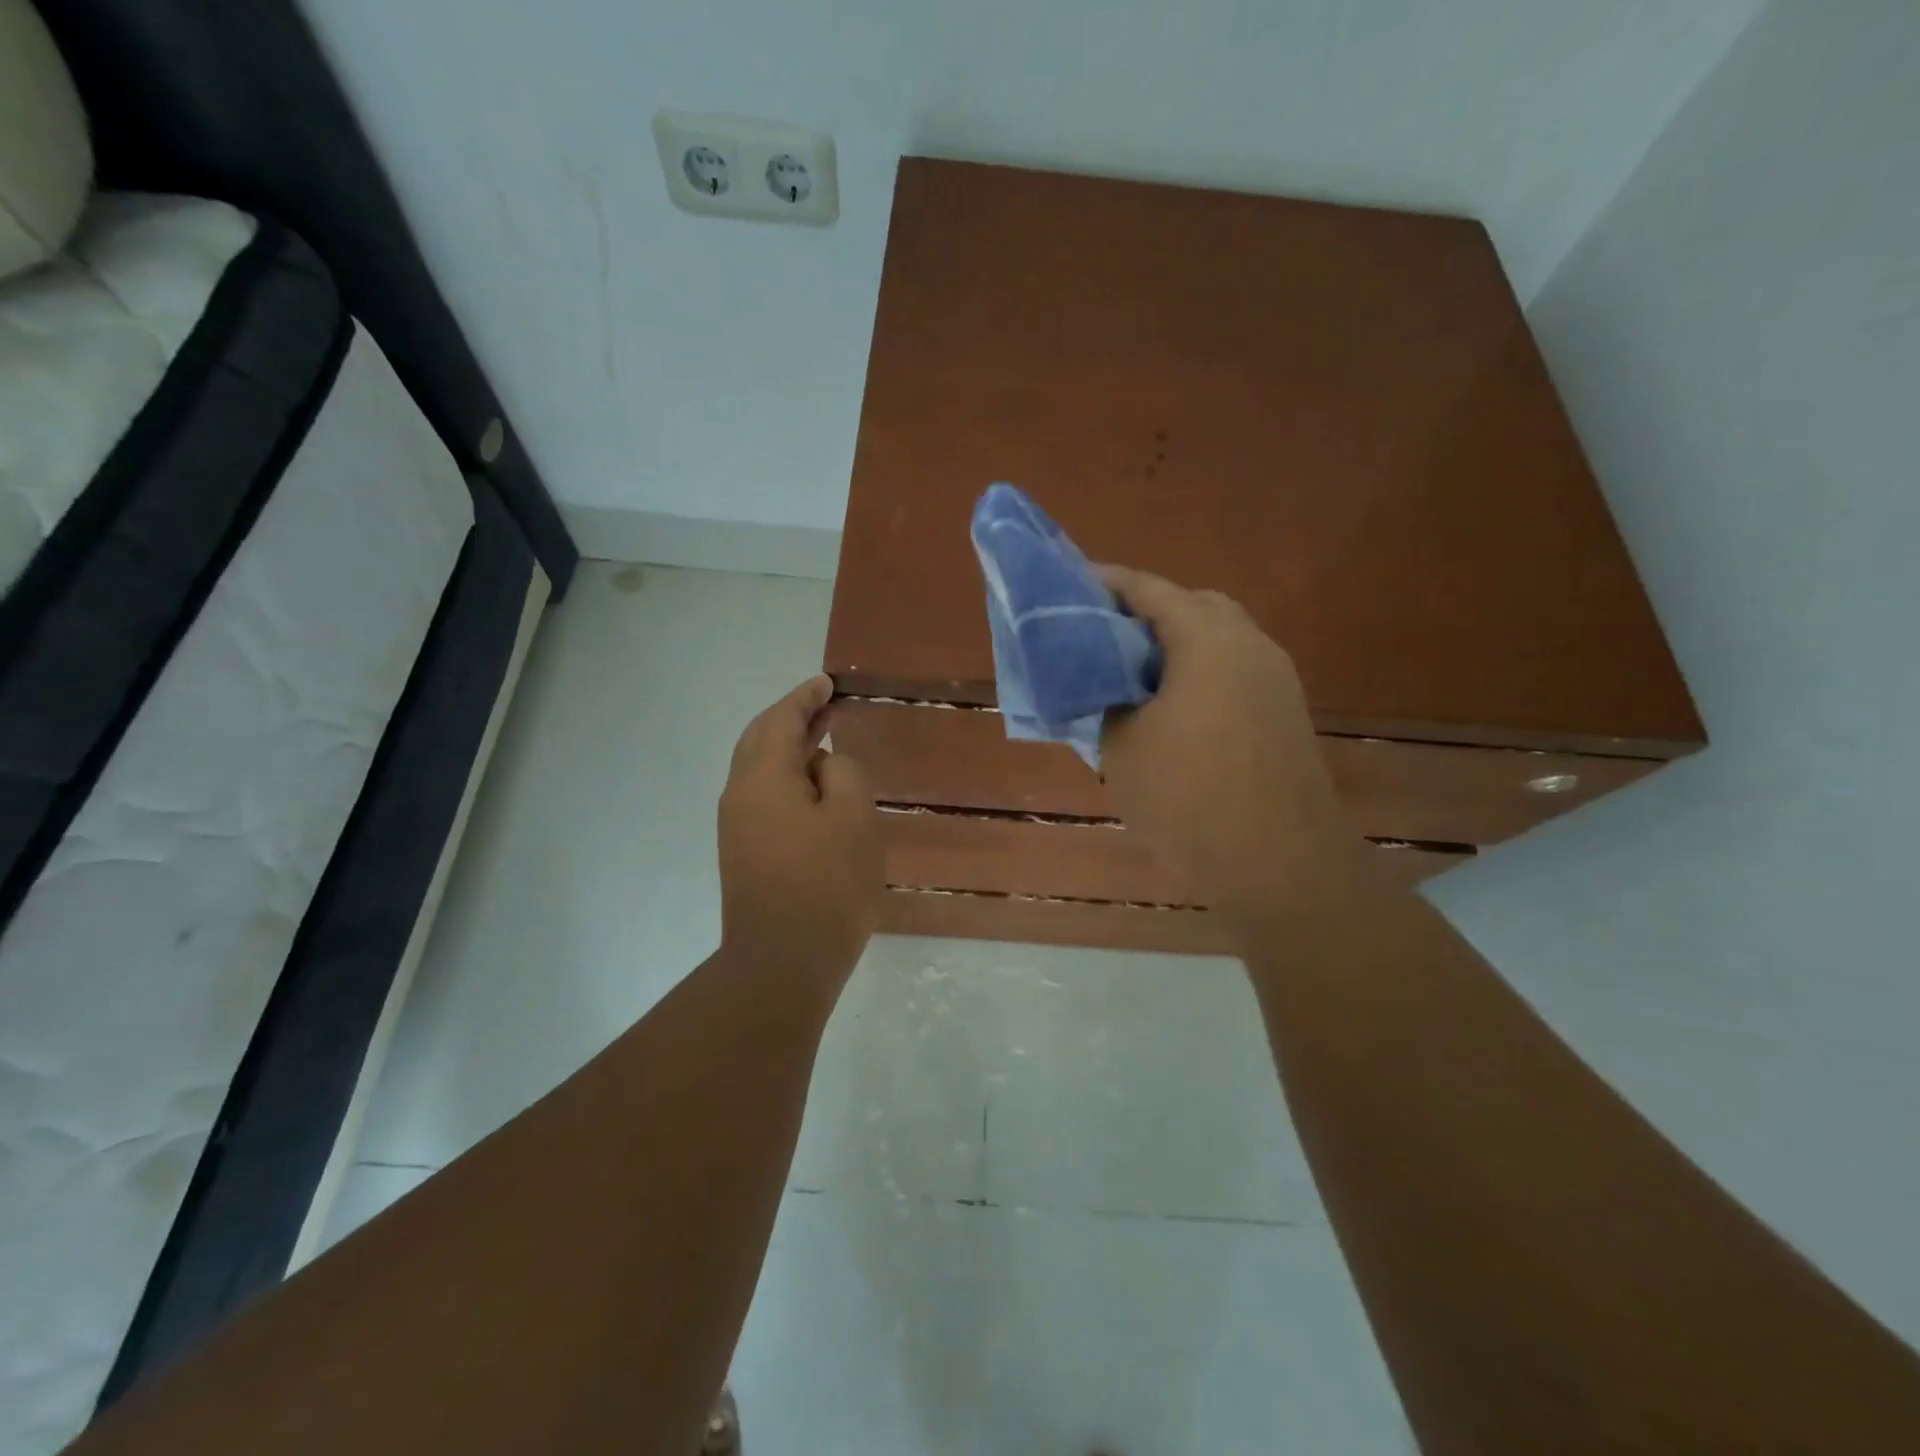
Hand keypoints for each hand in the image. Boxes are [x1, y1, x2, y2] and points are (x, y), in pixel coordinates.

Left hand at [718, 675, 881, 983]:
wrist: (783, 962)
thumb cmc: (827, 883)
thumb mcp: (853, 816)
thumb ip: (841, 773)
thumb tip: (821, 766)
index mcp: (762, 777)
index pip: (781, 720)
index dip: (805, 698)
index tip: (826, 682)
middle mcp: (739, 795)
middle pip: (760, 740)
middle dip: (792, 719)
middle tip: (824, 706)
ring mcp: (737, 827)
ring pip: (760, 770)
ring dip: (789, 750)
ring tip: (823, 742)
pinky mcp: (744, 854)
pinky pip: (764, 798)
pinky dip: (787, 779)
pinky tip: (813, 791)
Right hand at [1097, 566, 1370, 929]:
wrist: (1280, 865)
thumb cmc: (1189, 798)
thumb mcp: (1121, 747)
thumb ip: (1105, 700)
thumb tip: (1105, 686)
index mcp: (1208, 639)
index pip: (1149, 589)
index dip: (1105, 583)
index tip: (1067, 588)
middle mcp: (1249, 644)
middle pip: (1191, 606)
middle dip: (1144, 613)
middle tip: (1101, 637)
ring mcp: (1275, 679)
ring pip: (1216, 640)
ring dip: (1173, 646)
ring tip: (1128, 675)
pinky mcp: (1284, 713)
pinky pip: (1232, 672)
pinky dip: (1197, 673)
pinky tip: (1168, 710)